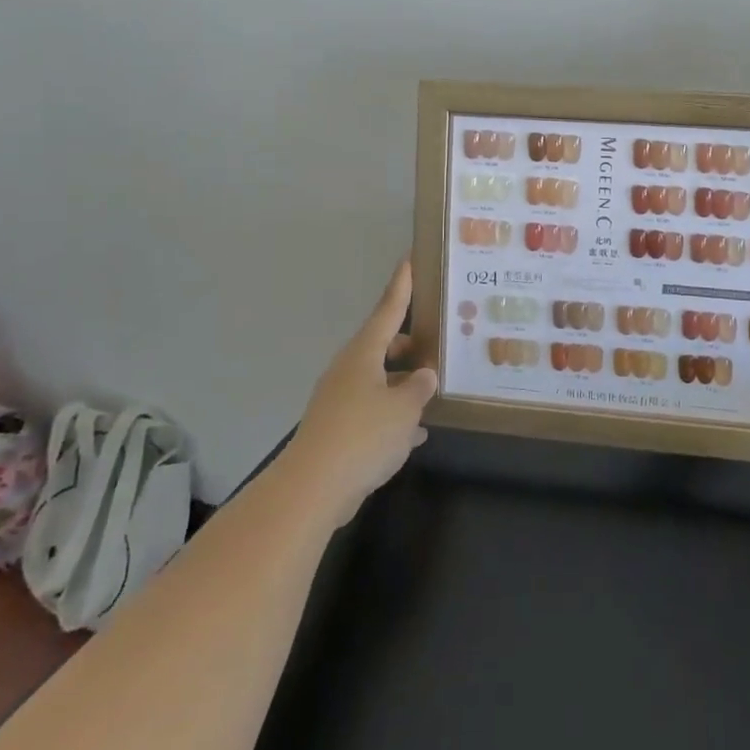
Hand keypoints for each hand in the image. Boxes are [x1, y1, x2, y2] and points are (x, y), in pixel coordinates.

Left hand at [279, 260, 437, 527]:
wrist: (313, 489)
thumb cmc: (363, 435)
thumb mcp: (404, 409)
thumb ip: (419, 388)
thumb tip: (425, 375)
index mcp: (363, 354)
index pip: (388, 310)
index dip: (401, 287)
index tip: (409, 260)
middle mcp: (349, 370)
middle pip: (382, 347)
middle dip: (408, 345)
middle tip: (437, 343)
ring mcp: (340, 400)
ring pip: (378, 381)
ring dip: (402, 384)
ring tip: (434, 389)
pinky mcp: (337, 430)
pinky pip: (372, 411)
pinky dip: (393, 416)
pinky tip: (415, 433)